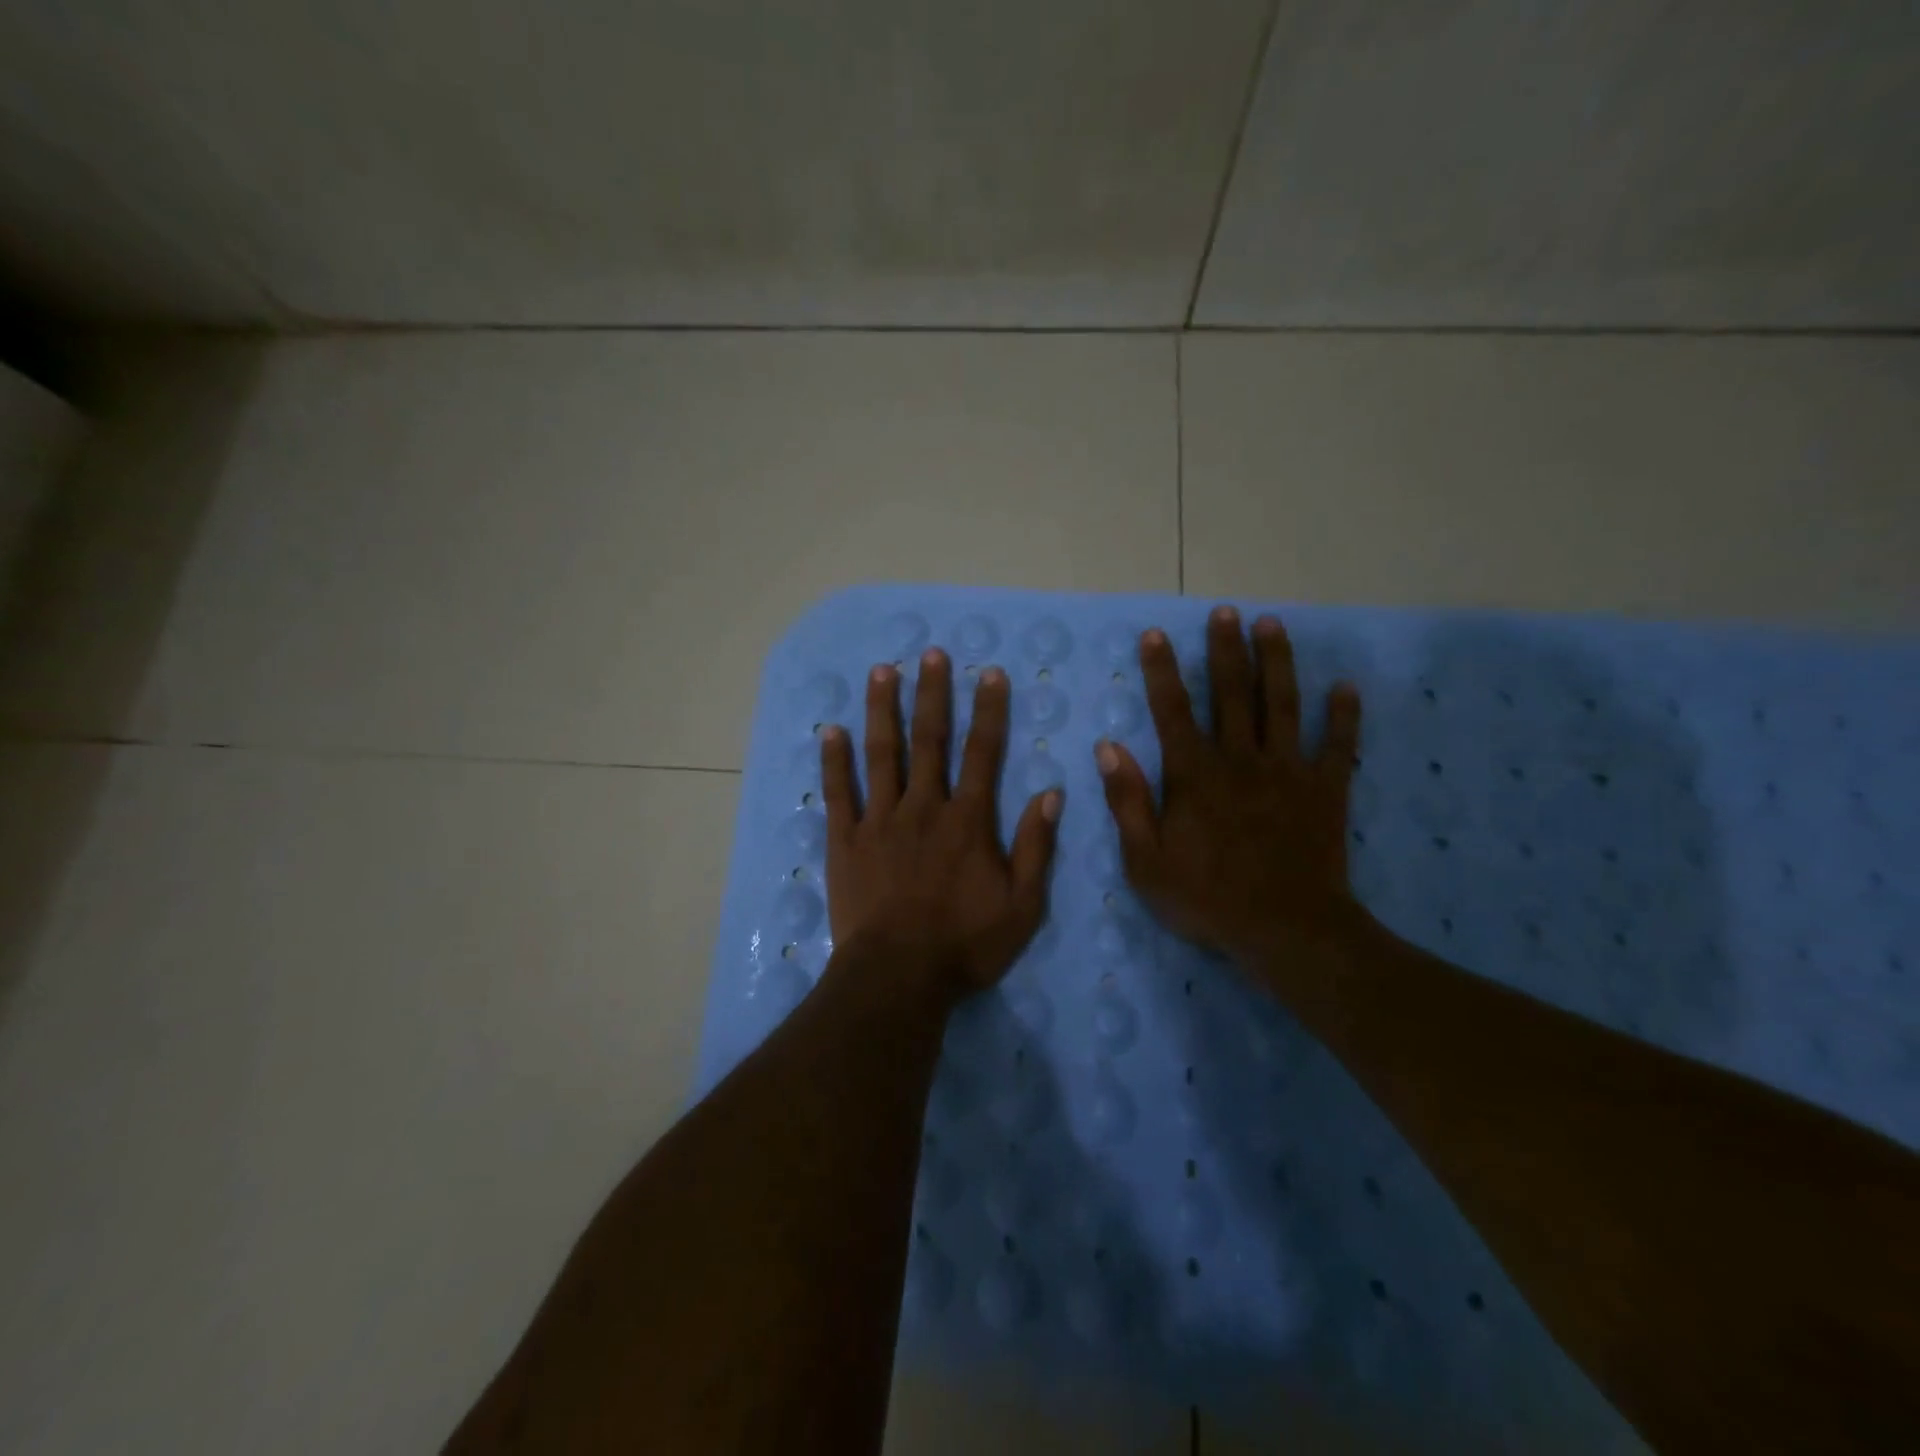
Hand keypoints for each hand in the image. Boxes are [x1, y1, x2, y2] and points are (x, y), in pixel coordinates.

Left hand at [821, 649, 1061, 1003]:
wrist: (899, 977)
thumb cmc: (965, 945)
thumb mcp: (1023, 905)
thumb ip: (1036, 847)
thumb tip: (1051, 793)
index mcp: (968, 821)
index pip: (983, 753)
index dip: (989, 711)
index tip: (990, 674)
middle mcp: (924, 807)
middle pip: (930, 740)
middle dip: (932, 694)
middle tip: (931, 654)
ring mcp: (880, 821)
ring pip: (881, 754)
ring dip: (882, 710)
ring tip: (882, 671)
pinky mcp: (846, 841)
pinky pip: (839, 793)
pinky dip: (834, 761)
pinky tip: (829, 731)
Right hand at [1096, 606, 1364, 969]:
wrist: (1286, 931)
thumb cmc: (1207, 898)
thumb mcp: (1145, 861)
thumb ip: (1127, 801)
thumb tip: (1108, 747)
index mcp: (1194, 775)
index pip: (1173, 710)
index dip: (1162, 670)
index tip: (1156, 634)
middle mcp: (1240, 759)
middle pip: (1232, 693)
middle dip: (1226, 649)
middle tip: (1225, 611)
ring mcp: (1287, 771)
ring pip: (1283, 705)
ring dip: (1277, 662)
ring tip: (1272, 625)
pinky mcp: (1326, 790)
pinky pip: (1338, 746)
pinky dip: (1344, 716)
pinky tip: (1346, 687)